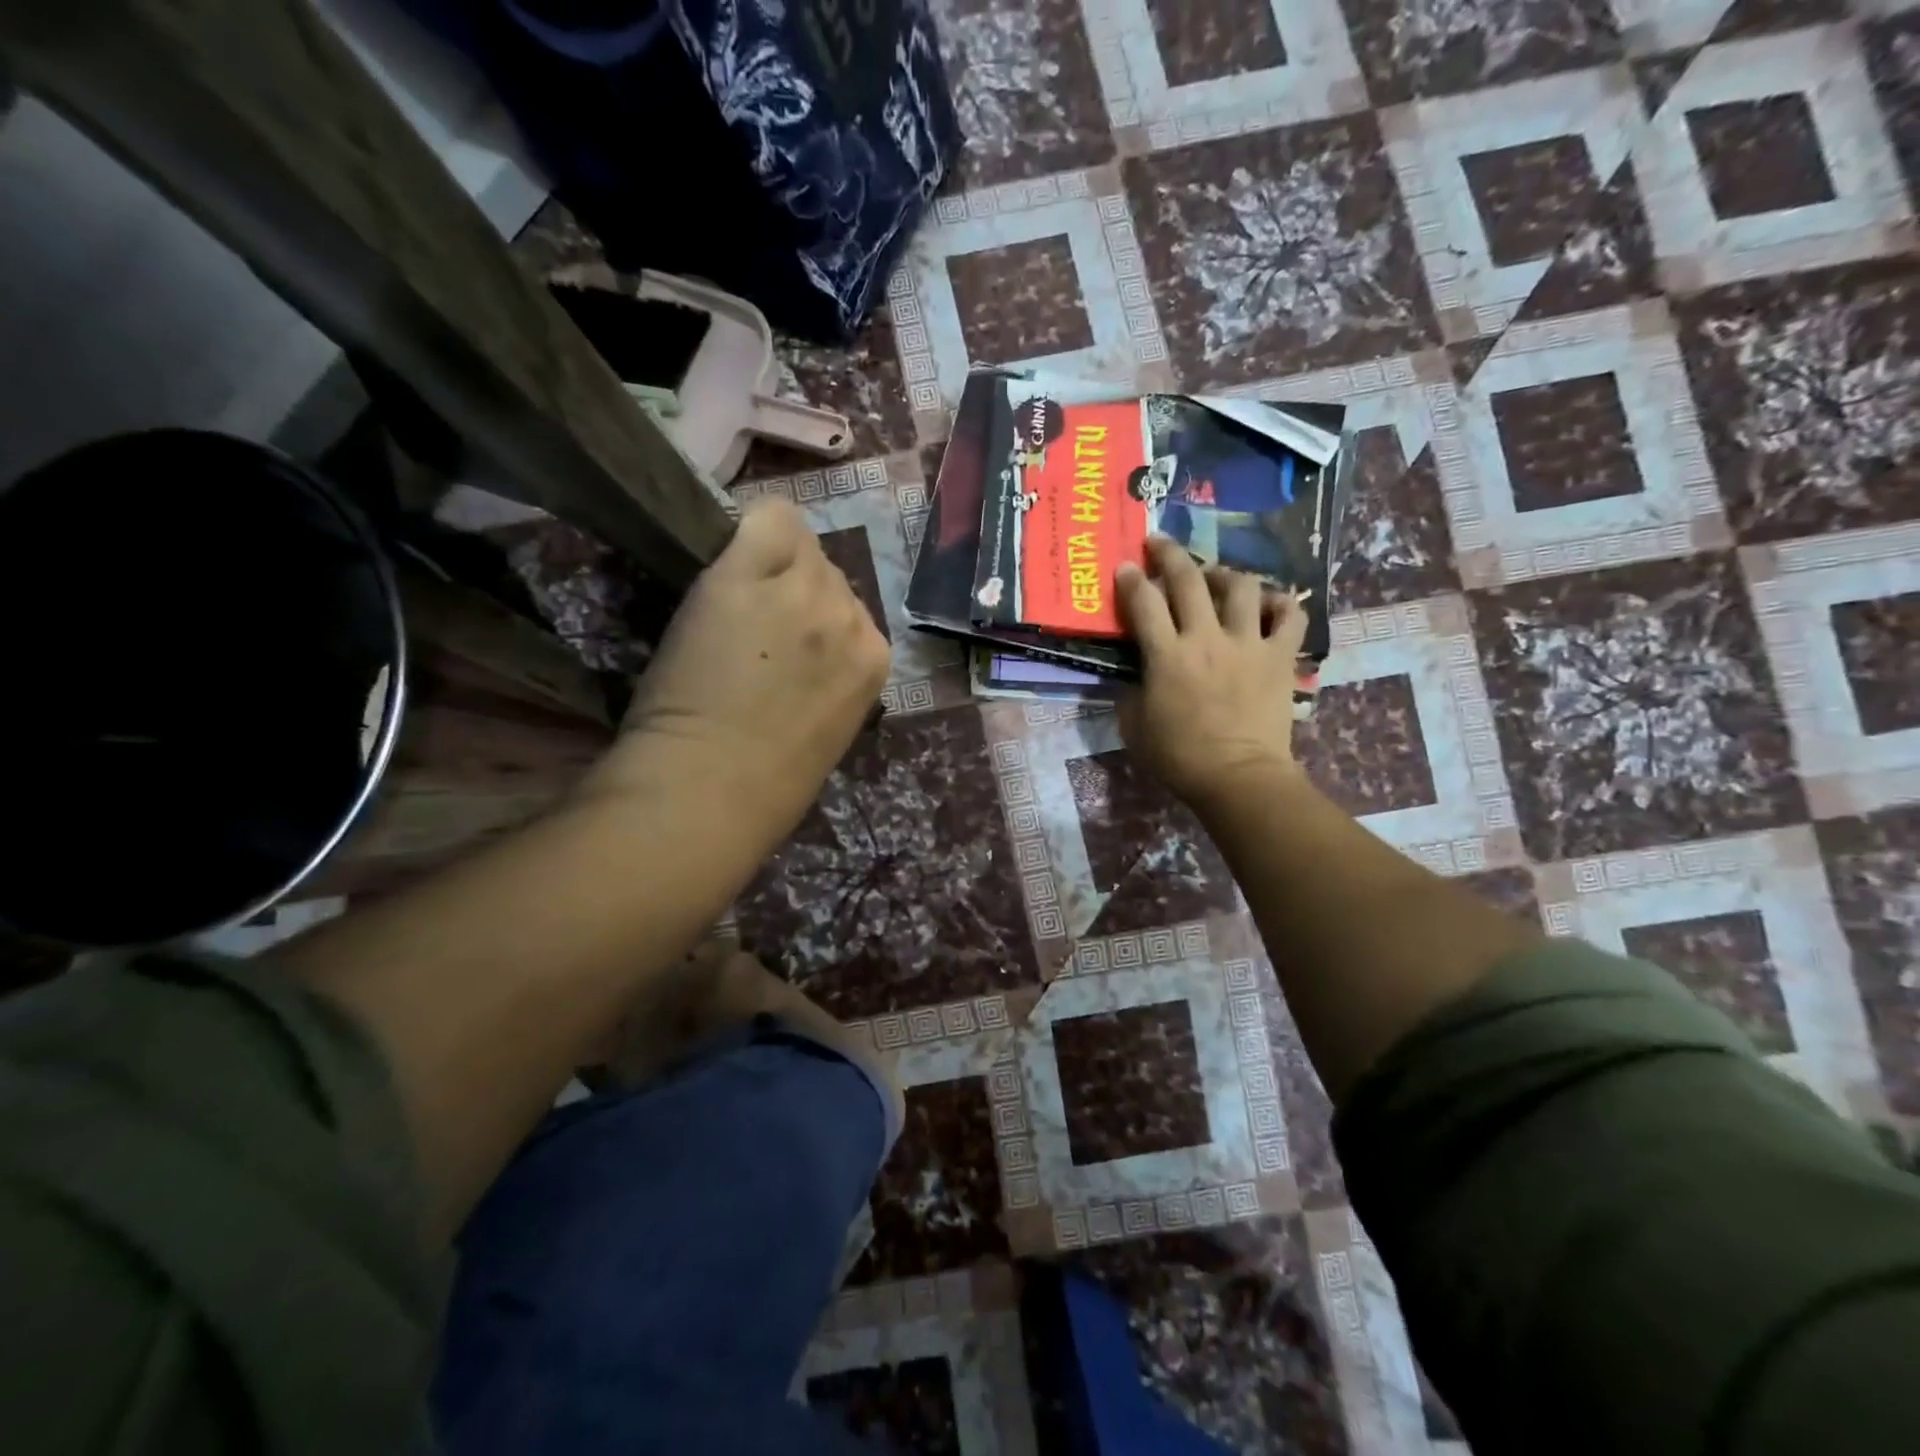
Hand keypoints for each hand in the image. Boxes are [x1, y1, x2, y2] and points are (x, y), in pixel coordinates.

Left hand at [590, 499, 890, 836]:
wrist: (712, 790)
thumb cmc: (767, 784)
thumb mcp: (827, 726)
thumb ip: (830, 675)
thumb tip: (807, 643)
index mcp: (875, 661)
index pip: (852, 607)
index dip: (816, 617)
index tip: (784, 638)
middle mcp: (851, 617)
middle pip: (828, 572)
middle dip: (794, 590)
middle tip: (752, 624)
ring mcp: (803, 594)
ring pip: (799, 545)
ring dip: (768, 565)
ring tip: (733, 604)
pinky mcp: (748, 577)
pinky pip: (769, 518)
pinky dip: (749, 532)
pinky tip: (726, 560)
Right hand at [1115, 537, 1307, 810]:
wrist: (1238, 777)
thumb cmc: (1180, 757)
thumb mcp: (1135, 726)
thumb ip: (1131, 692)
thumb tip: (1135, 674)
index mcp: (1167, 656)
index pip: (1143, 602)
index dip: (1130, 579)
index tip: (1124, 566)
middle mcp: (1207, 638)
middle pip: (1189, 579)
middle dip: (1170, 554)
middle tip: (1159, 544)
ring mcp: (1248, 644)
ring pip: (1242, 586)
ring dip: (1225, 573)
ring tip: (1217, 576)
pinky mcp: (1279, 657)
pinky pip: (1290, 615)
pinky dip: (1281, 603)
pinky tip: (1269, 603)